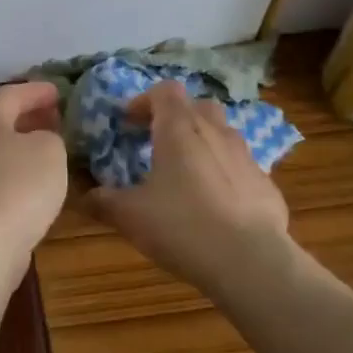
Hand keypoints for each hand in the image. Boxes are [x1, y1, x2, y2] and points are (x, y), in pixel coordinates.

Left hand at [0, 81, 69, 262]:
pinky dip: (18, 174)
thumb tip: (41, 142)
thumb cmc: (17, 186)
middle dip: (29, 117)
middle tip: (56, 118)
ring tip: (51, 150)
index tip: (59, 91)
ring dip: (23, 147)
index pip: (13, 93)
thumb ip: (51, 137)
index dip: (38, 91)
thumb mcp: (50, 150)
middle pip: (1, 120)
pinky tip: (36, 185)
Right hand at [89, 81, 305, 302]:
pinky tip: (216, 207)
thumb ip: (104, 201)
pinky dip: (225, 176)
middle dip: (178, 118)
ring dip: (204, 144)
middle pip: (198, 106)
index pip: (165, 90)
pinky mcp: (267, 185)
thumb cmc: (182, 226)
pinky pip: (241, 168)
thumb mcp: (130, 216)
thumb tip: (85, 196)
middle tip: (159, 143)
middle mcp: (216, 132)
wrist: (251, 262)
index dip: (144, 101)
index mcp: (179, 129)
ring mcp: (246, 157)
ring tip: (187, 175)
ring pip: (223, 135)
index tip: (129, 123)